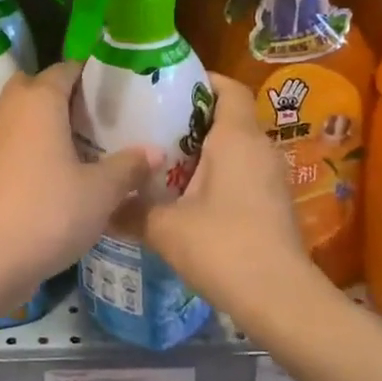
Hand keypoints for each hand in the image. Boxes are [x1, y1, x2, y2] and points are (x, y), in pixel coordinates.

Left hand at [0, 61, 154, 286]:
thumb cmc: (51, 211)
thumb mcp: (101, 191)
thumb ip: (129, 166)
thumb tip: (156, 151)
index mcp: (40, 100)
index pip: (66, 69)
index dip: (91, 75)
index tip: (119, 91)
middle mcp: (13, 109)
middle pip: (37, 85)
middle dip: (64, 94)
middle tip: (98, 116)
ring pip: (23, 112)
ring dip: (48, 120)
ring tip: (84, 142)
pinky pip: (15, 138)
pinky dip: (34, 143)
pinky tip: (61, 169)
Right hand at [138, 73, 338, 314]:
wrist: (280, 300)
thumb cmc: (223, 247)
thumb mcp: (164, 227)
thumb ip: (131, 210)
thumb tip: (102, 207)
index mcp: (236, 138)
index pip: (228, 88)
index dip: (200, 80)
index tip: (164, 87)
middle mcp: (259, 149)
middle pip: (227, 115)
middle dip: (190, 116)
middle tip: (148, 122)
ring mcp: (270, 177)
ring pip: (233, 146)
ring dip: (201, 148)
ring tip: (159, 157)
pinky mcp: (272, 203)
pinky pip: (240, 171)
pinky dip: (213, 172)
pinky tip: (182, 193)